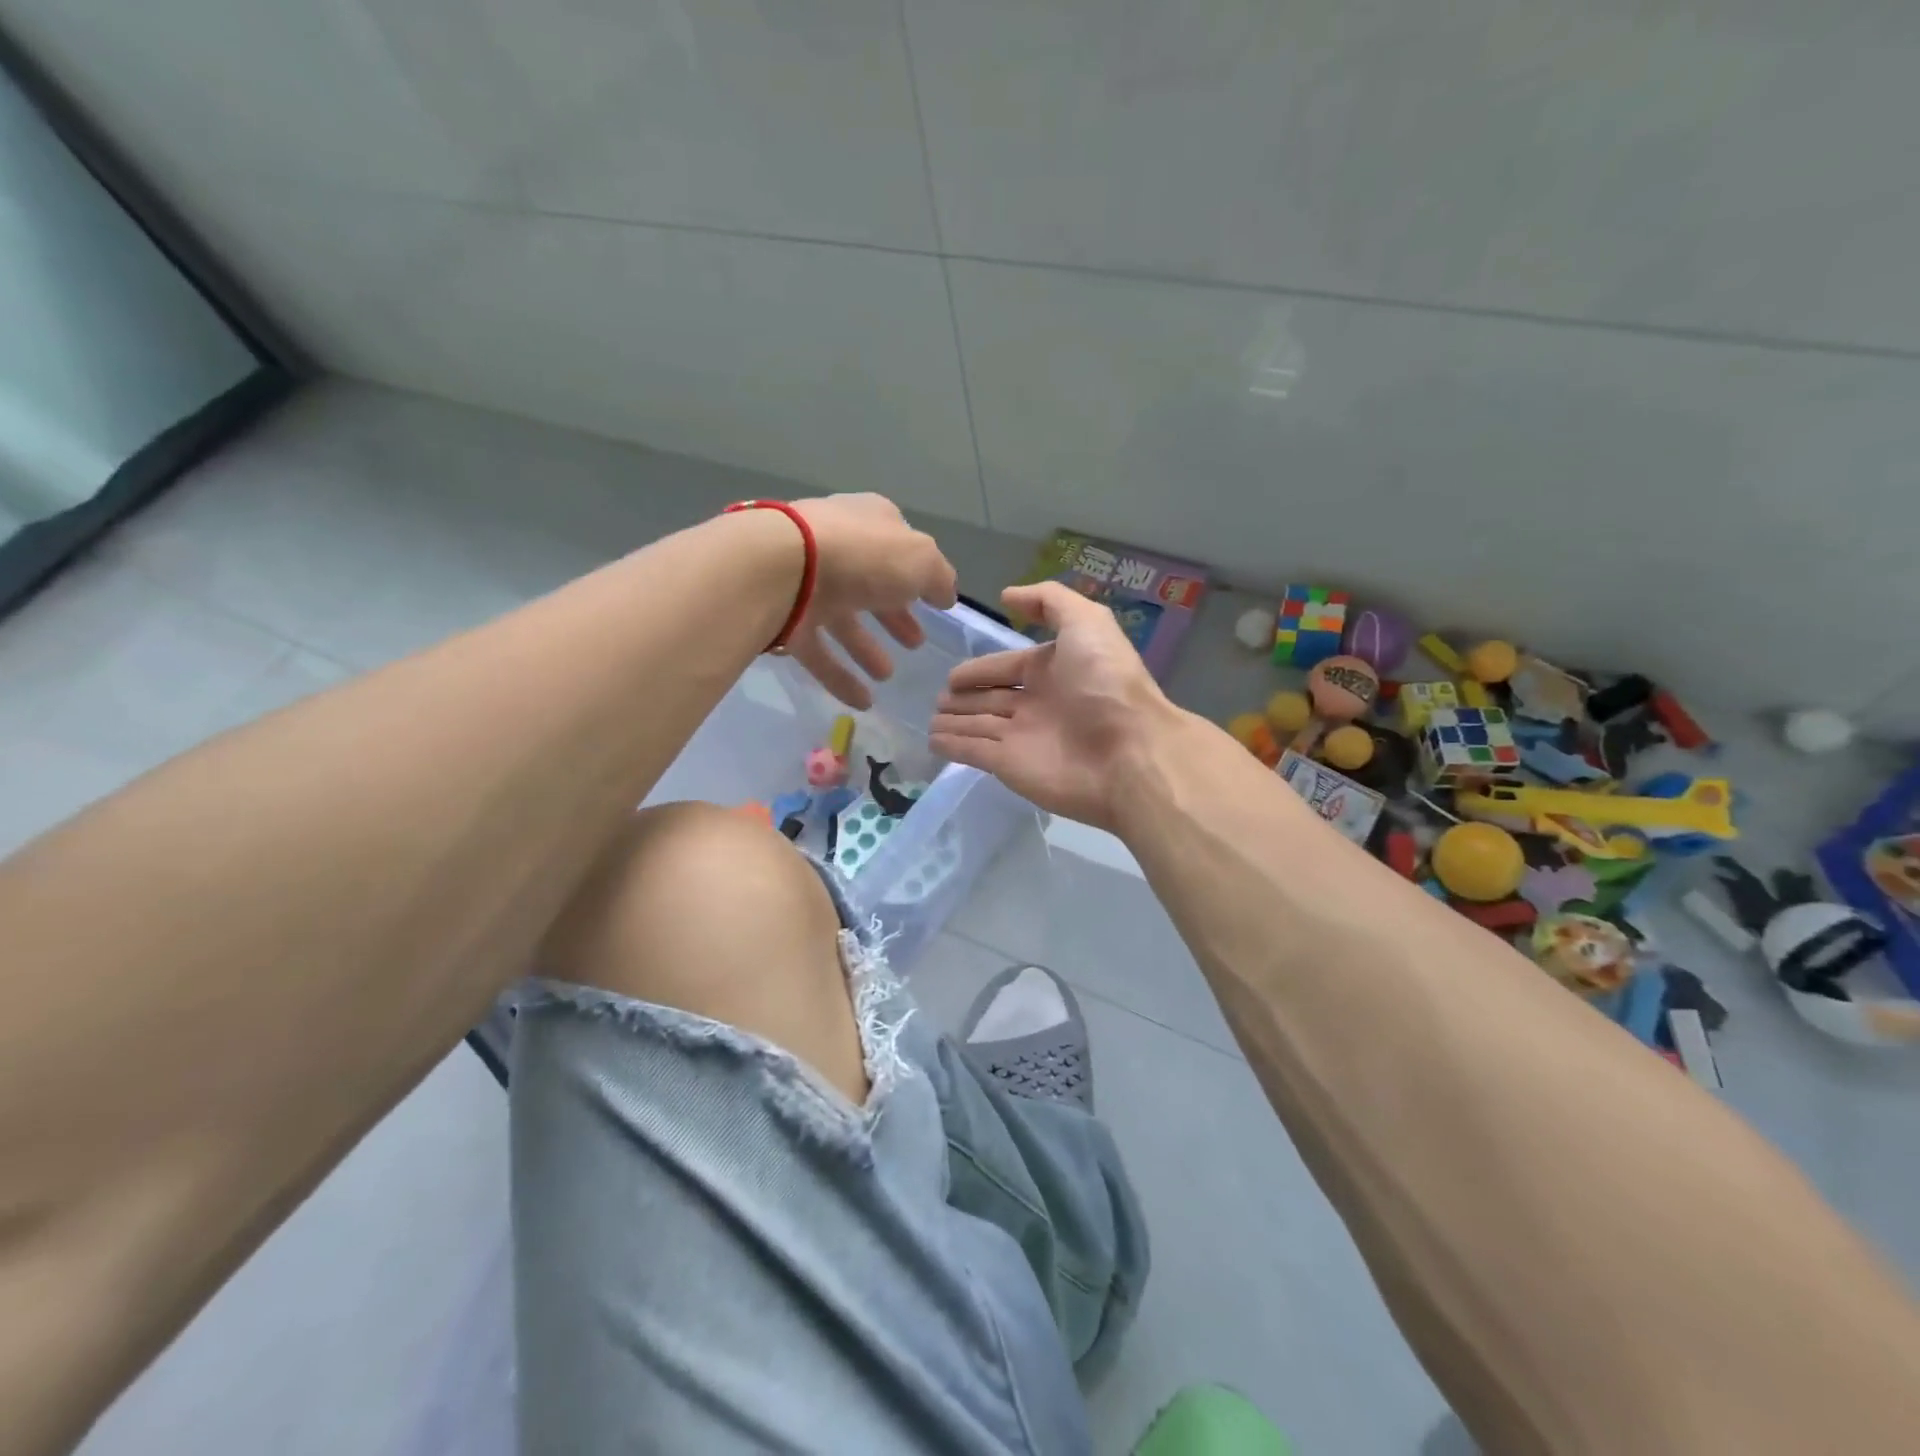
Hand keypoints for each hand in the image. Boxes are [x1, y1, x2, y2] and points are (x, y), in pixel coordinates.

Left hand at [785, 494, 958, 708]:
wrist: (780, 568)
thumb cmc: (861, 556)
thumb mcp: (920, 561)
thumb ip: (939, 578)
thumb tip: (946, 596)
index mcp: (869, 523)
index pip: (897, 546)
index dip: (917, 575)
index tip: (933, 604)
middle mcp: (837, 549)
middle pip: (871, 586)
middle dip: (894, 616)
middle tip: (915, 644)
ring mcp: (806, 584)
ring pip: (842, 620)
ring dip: (866, 648)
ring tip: (887, 675)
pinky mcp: (785, 619)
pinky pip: (818, 651)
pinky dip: (840, 676)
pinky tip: (862, 702)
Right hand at [931, 581, 1174, 829]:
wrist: (1129, 753)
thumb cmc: (1106, 683)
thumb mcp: (1087, 622)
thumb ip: (1049, 601)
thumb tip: (1008, 596)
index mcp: (1054, 670)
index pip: (1009, 667)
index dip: (981, 669)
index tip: (953, 675)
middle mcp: (1038, 703)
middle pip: (992, 698)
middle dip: (964, 698)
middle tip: (937, 698)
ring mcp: (1023, 737)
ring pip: (979, 725)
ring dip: (955, 721)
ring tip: (931, 719)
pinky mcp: (1010, 766)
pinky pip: (974, 752)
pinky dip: (953, 746)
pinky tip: (933, 740)